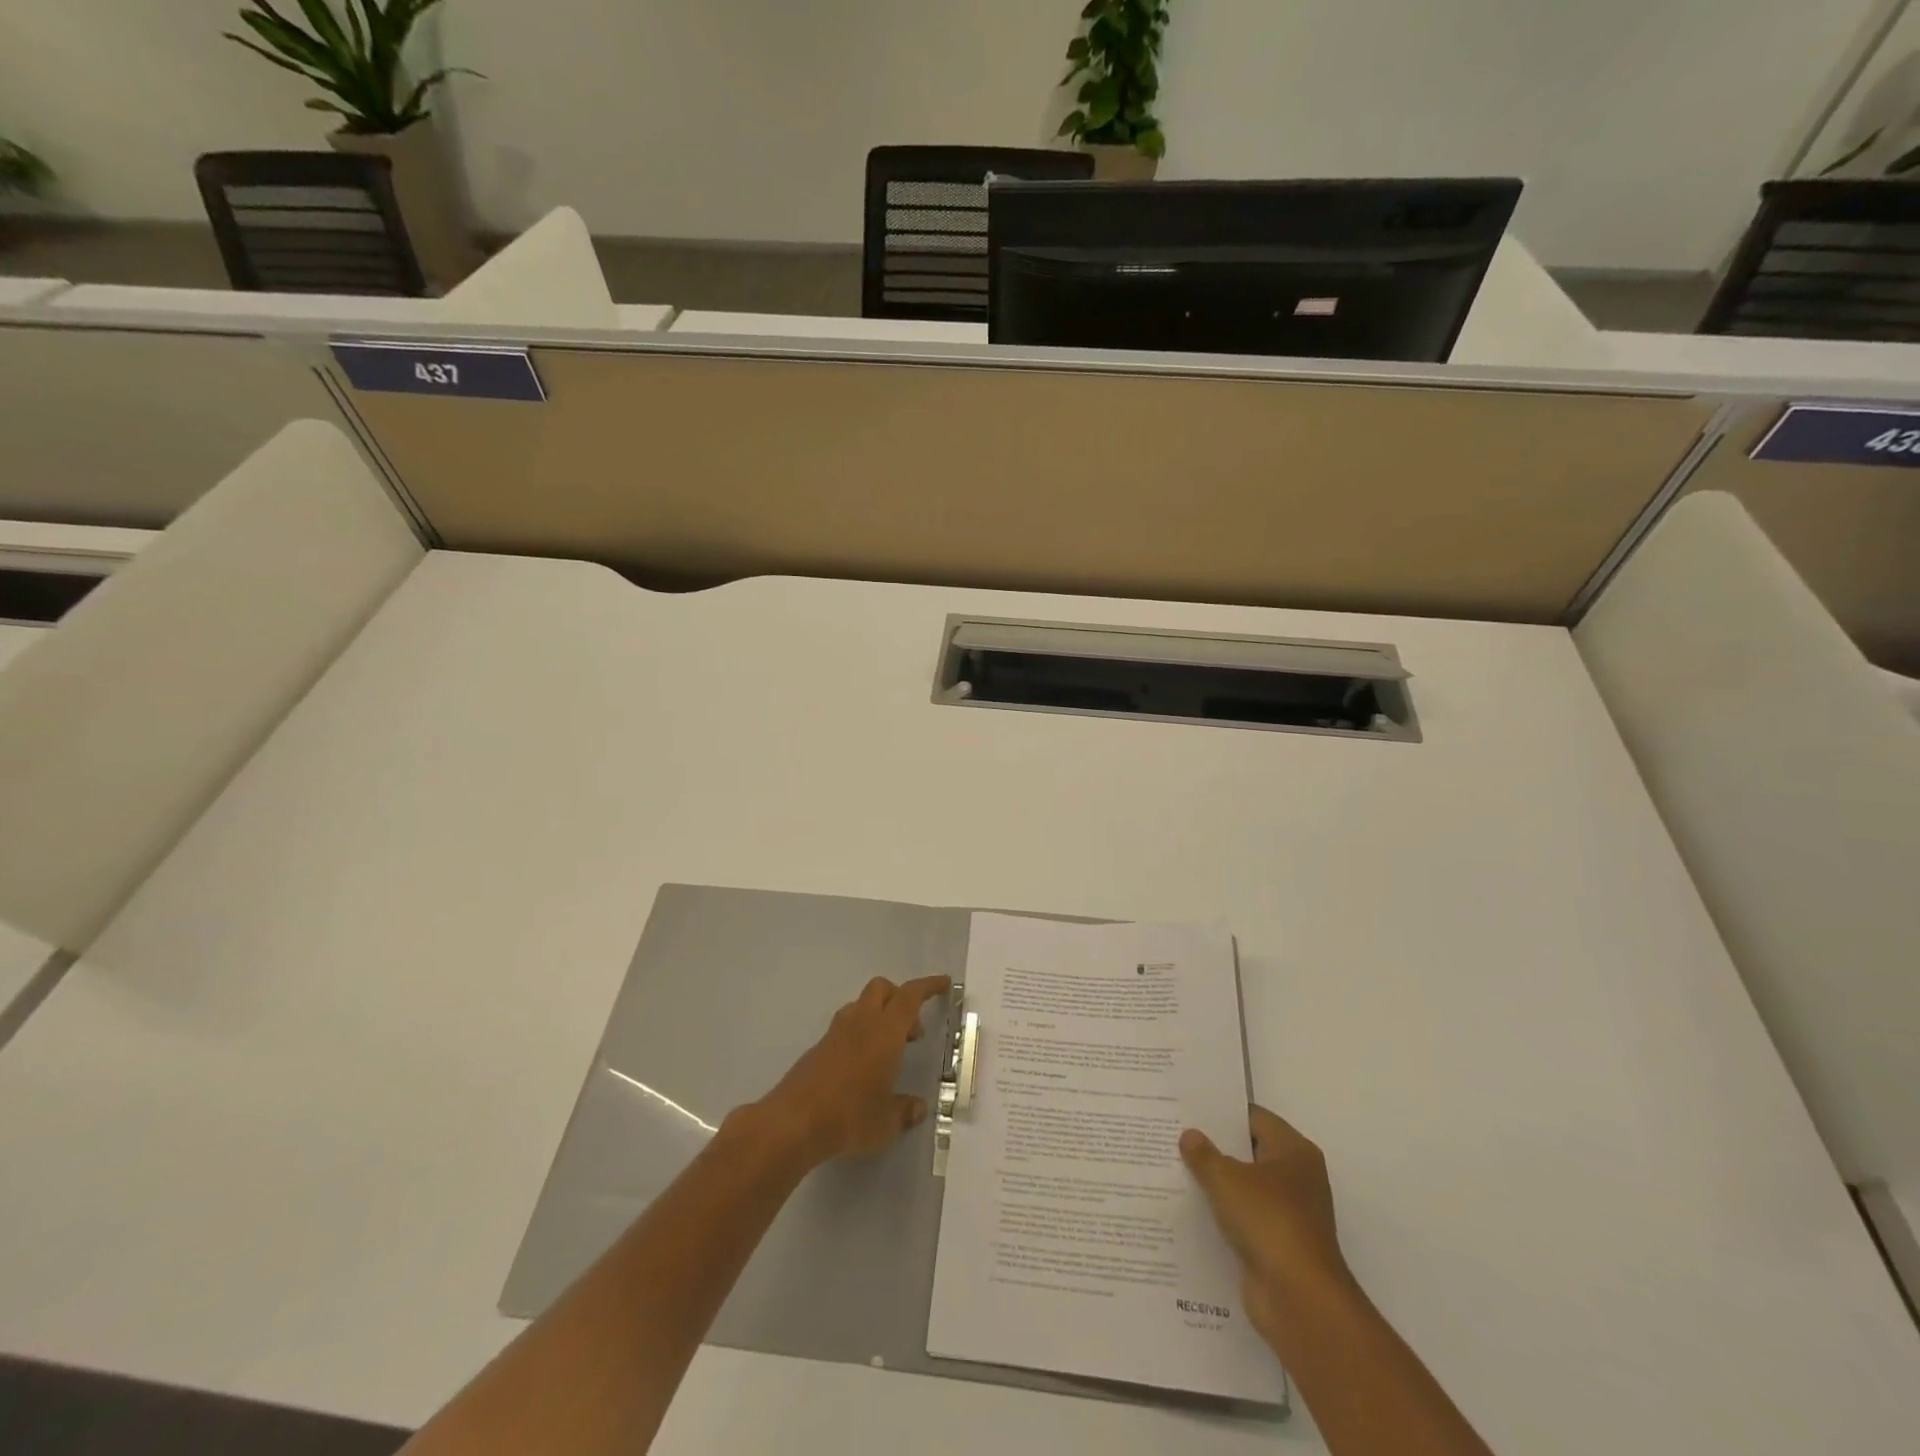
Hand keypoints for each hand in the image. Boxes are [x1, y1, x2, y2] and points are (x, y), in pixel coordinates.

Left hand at [755, 975, 950, 1167]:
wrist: (794, 1122)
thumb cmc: (850, 1116)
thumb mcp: (886, 1122)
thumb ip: (904, 1110)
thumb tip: (917, 1108)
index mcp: (885, 1031)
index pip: (910, 995)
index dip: (928, 986)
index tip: (943, 983)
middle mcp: (861, 1022)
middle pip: (882, 988)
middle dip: (900, 998)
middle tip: (911, 1030)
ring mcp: (836, 1033)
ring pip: (860, 1005)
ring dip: (878, 1015)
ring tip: (887, 1051)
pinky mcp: (818, 1048)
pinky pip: (845, 1027)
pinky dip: (859, 1035)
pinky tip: (861, 1068)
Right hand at [1181, 1106, 1354, 1340]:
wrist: (1300, 1300)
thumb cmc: (1269, 1222)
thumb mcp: (1227, 1179)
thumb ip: (1204, 1154)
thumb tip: (1190, 1136)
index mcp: (1294, 1151)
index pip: (1253, 1118)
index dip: (1221, 1113)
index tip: (1188, 1108)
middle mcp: (1297, 1178)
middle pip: (1249, 1152)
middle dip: (1214, 1147)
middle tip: (1174, 1135)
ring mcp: (1288, 1214)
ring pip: (1244, 1187)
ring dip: (1216, 1184)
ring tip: (1174, 1169)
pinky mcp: (1277, 1245)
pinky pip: (1244, 1219)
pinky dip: (1222, 1215)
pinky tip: (1189, 1209)